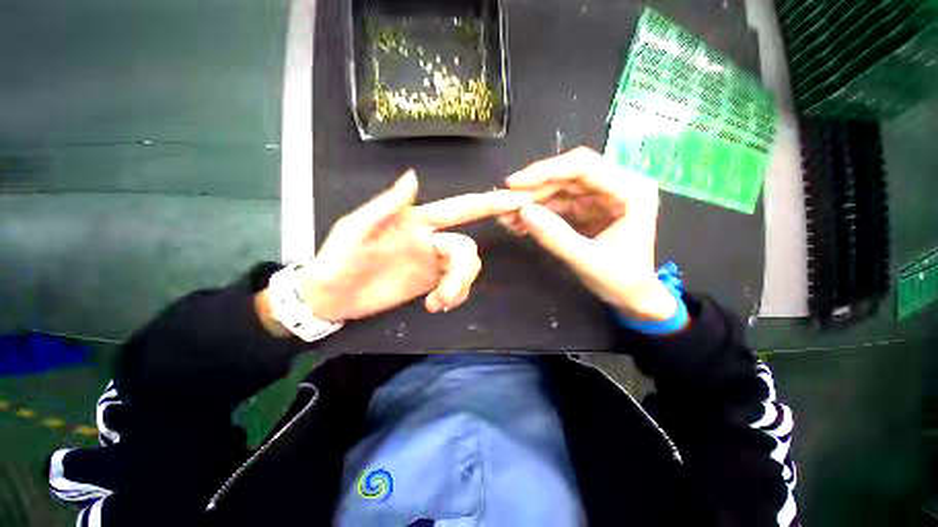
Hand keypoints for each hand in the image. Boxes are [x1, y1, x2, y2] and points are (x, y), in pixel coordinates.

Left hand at [296, 171, 529, 321]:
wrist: (331, 295)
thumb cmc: (338, 258)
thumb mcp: (355, 228)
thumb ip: (385, 205)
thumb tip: (413, 176)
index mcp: (417, 221)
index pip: (459, 208)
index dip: (488, 203)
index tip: (517, 201)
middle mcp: (431, 239)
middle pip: (468, 248)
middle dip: (463, 272)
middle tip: (445, 296)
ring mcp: (433, 263)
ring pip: (467, 268)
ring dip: (459, 287)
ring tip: (437, 303)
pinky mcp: (431, 282)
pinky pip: (457, 286)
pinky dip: (454, 296)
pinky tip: (434, 306)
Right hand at [501, 147, 677, 321]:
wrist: (633, 297)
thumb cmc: (622, 281)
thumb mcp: (587, 261)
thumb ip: (555, 236)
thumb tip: (522, 211)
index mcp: (630, 190)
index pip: (582, 166)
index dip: (545, 171)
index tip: (513, 184)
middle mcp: (615, 185)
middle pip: (566, 175)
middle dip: (533, 189)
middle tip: (504, 202)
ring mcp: (599, 196)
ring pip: (558, 189)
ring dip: (531, 201)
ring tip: (506, 215)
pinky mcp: (586, 209)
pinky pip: (557, 204)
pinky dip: (537, 212)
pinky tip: (519, 221)